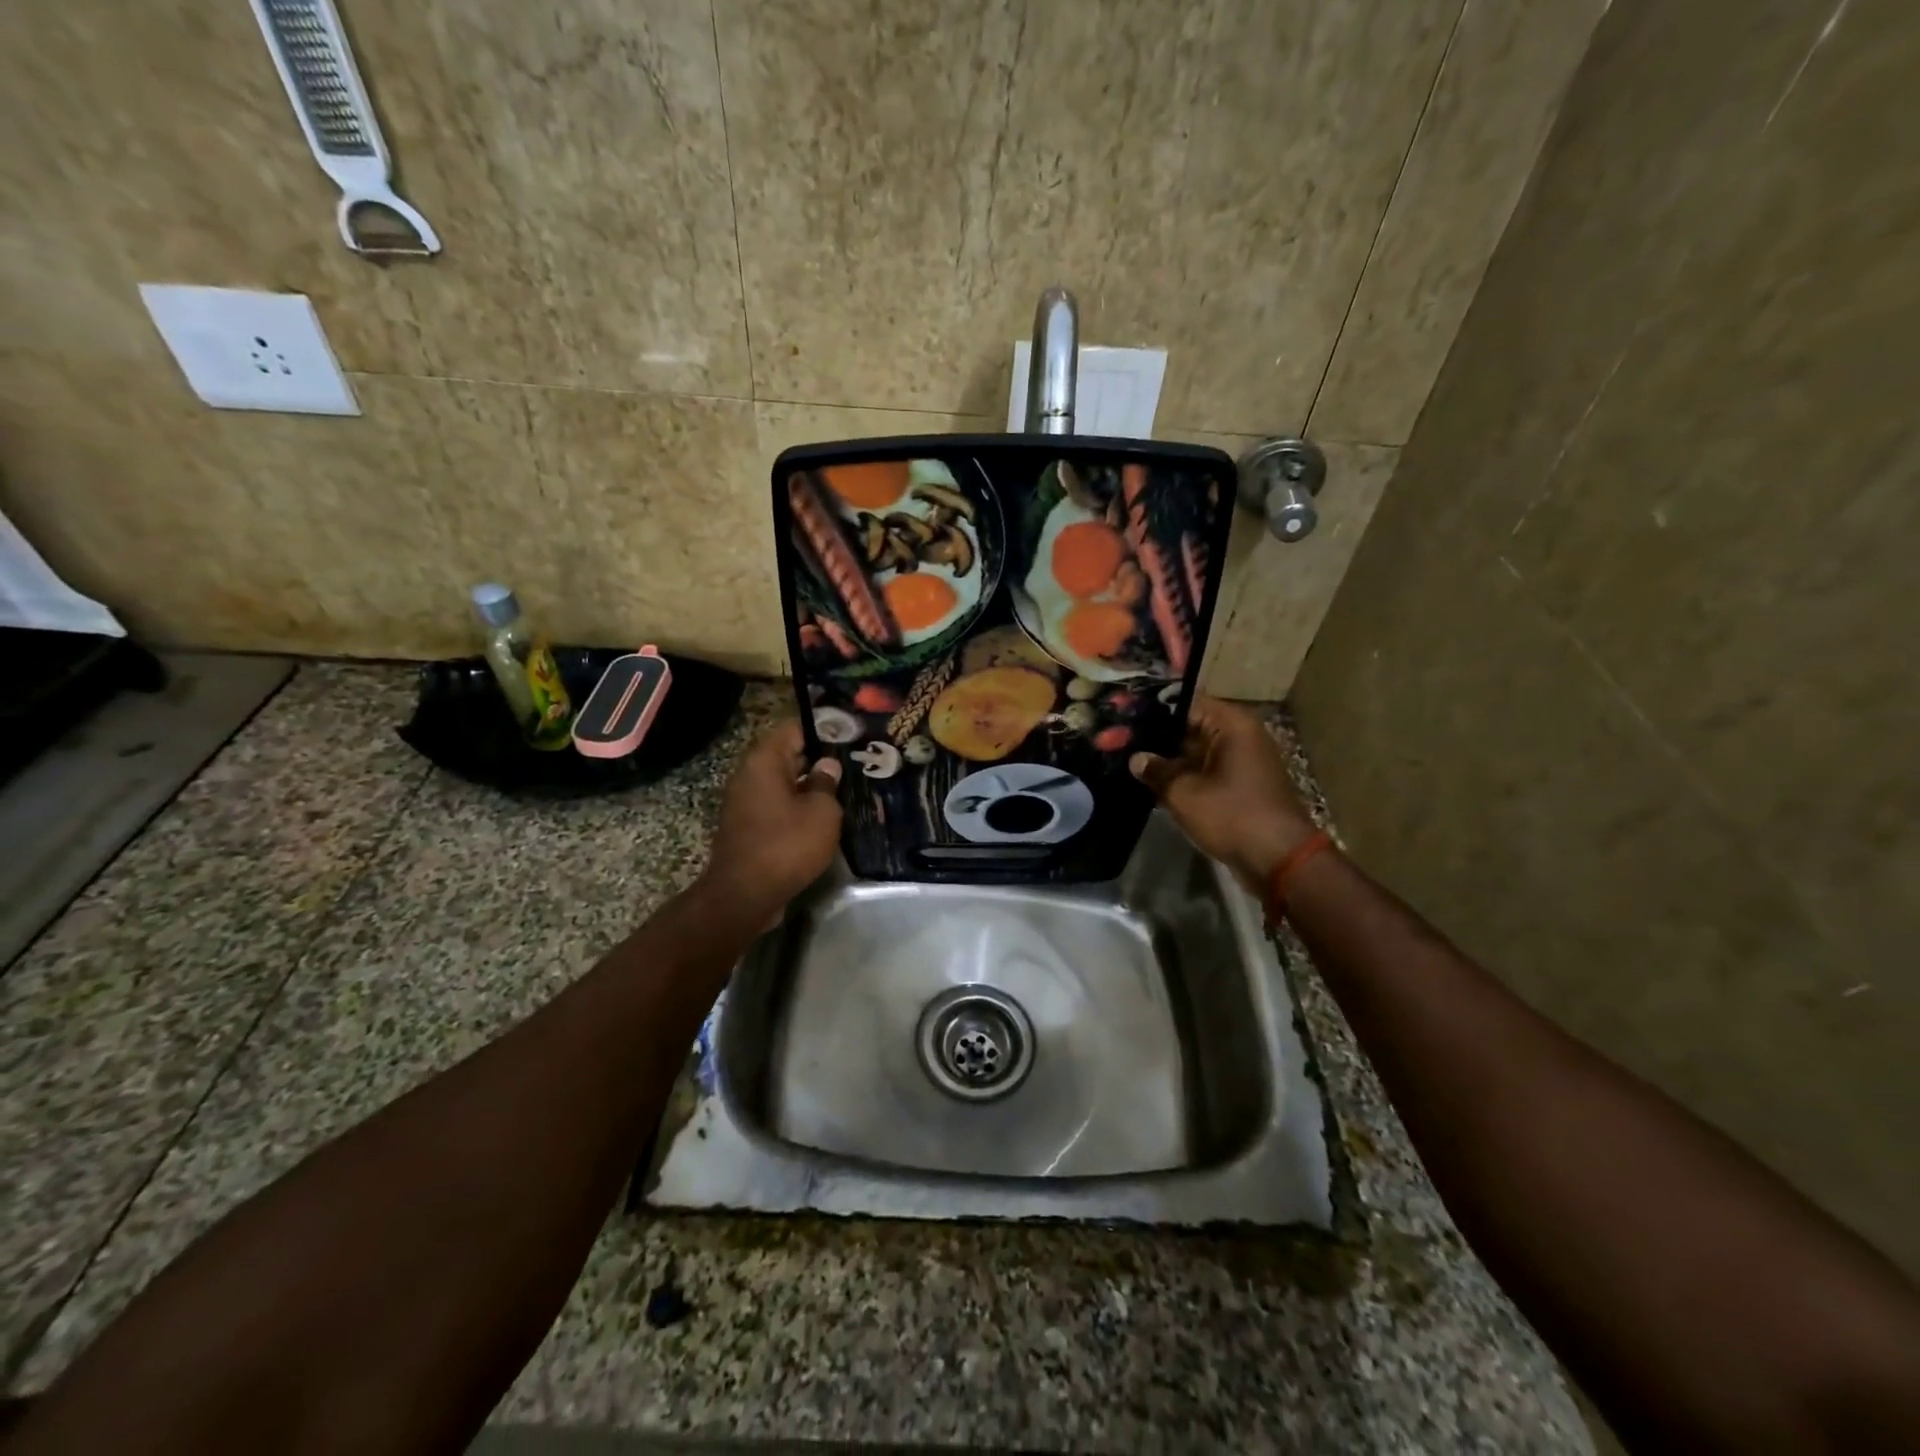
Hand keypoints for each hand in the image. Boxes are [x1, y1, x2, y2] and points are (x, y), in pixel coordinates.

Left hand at [702, 720, 842, 915]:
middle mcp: (749, 776)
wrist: (744, 896)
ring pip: (783, 784)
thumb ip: (826, 783)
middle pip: (788, 755)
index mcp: (764, 761)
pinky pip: (777, 807)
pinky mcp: (748, 828)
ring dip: (809, 787)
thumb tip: (827, 766)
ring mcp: (745, 803)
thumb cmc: (786, 845)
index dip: (823, 729)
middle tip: (854, 763)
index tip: (850, 735)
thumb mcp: (822, 812)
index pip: (794, 728)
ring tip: (845, 790)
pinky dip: (798, 808)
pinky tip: (823, 817)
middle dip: (819, 759)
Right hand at [1130, 696, 1318, 894]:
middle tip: (1118, 745)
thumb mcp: (1184, 792)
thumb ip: (1156, 770)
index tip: (1123, 720)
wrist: (1279, 860)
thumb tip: (1137, 759)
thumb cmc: (1232, 815)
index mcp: (1232, 724)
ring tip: (1129, 764)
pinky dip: (1183, 778)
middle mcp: (1240, 736)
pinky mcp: (1240, 786)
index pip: (1184, 704)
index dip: (1152, 712)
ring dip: (1168, 761)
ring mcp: (1242, 762)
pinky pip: (1205, 773)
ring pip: (1195, 753)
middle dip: (1156, 738)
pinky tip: (1152, 786)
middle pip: (1189, 727)